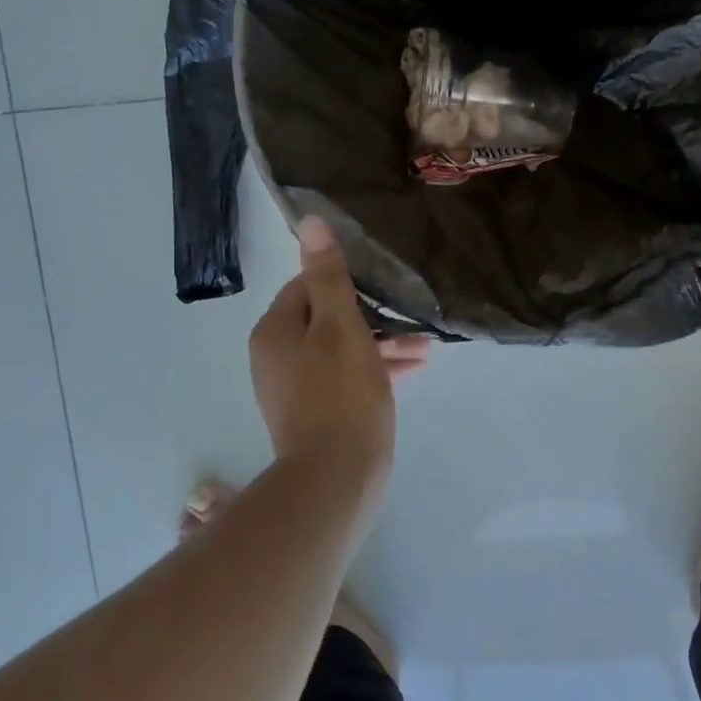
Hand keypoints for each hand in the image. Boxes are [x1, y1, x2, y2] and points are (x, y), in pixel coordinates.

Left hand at [249, 217, 427, 501]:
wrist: (337, 477)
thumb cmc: (340, 395)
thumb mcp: (340, 327)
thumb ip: (329, 276)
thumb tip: (311, 223)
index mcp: (275, 331)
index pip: (306, 287)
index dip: (345, 283)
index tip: (381, 288)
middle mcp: (278, 357)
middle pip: (326, 319)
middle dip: (372, 317)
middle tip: (410, 318)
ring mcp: (296, 388)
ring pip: (341, 350)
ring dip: (380, 344)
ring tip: (424, 347)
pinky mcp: (317, 413)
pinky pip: (346, 378)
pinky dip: (374, 370)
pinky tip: (413, 369)